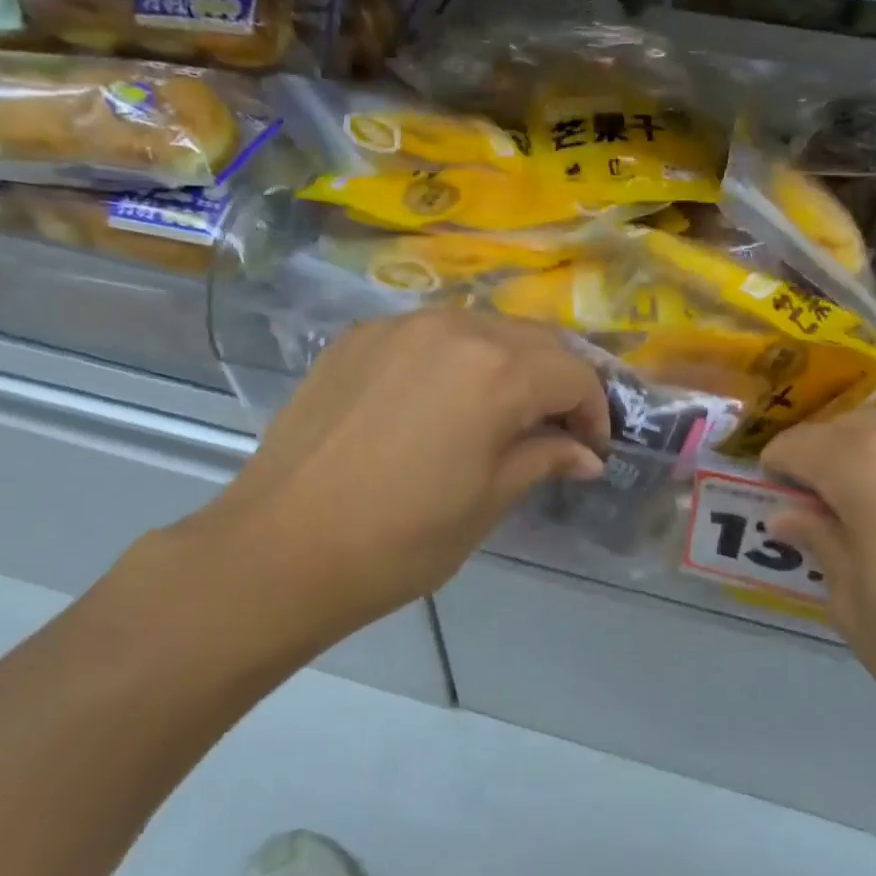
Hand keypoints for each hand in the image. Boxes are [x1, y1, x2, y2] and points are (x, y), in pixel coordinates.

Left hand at [171, 310, 608, 665]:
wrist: (281, 549)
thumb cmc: (402, 539)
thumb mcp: (489, 502)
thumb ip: (544, 460)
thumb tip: (584, 454)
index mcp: (498, 370)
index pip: (574, 374)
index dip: (594, 412)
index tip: (589, 451)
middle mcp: (454, 328)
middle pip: (533, 340)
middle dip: (557, 381)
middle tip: (555, 429)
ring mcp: (399, 327)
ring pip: (481, 329)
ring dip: (508, 364)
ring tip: (500, 413)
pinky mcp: (357, 338)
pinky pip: (428, 335)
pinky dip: (454, 360)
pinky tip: (438, 403)